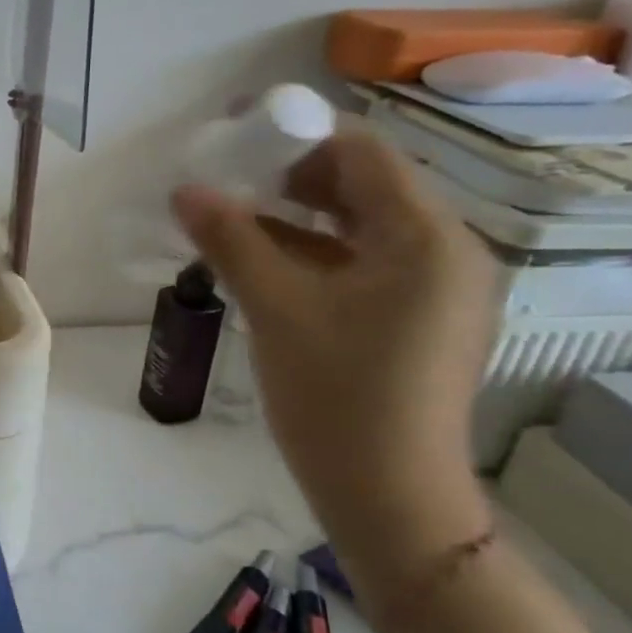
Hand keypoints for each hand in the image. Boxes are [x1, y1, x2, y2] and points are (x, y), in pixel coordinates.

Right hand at [173, 126, 496, 581]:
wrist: (389, 498)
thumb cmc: (337, 396)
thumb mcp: (276, 308)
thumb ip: (231, 239)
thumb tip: (185, 189)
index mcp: (426, 239)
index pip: (362, 154)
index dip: (297, 134)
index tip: (237, 133)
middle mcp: (446, 252)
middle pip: (365, 187)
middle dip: (293, 176)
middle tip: (228, 177)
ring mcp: (436, 290)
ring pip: (360, 229)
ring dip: (299, 217)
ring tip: (235, 216)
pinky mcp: (418, 320)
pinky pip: (364, 266)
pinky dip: (316, 255)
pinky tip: (265, 262)